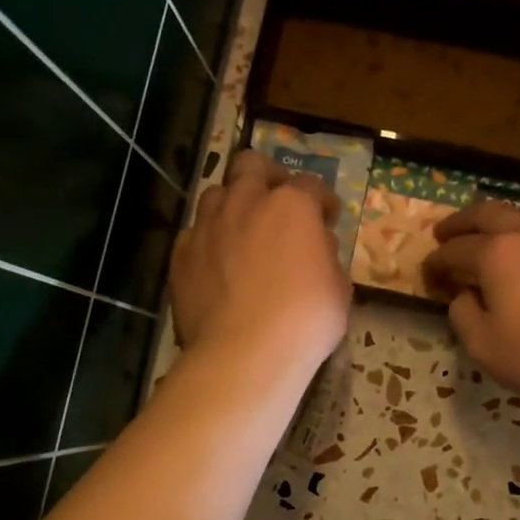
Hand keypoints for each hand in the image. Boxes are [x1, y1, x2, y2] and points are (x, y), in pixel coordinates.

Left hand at [170, 149, 350, 379]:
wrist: (244, 353)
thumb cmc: (305, 320)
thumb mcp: (338, 287)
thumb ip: (326, 256)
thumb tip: (316, 244)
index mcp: (291, 206)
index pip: (312, 185)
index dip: (323, 201)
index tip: (328, 217)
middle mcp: (245, 203)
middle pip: (251, 165)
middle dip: (267, 176)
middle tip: (278, 201)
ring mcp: (207, 226)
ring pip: (216, 194)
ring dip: (233, 205)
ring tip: (243, 231)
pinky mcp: (181, 254)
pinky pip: (194, 234)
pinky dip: (209, 241)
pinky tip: (217, 265)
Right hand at [422, 201, 519, 410]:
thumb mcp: (485, 347)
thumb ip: (463, 316)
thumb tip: (464, 296)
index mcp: (495, 254)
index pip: (454, 250)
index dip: (435, 262)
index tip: (427, 274)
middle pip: (486, 213)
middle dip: (460, 222)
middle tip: (444, 232)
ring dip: (501, 216)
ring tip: (494, 229)